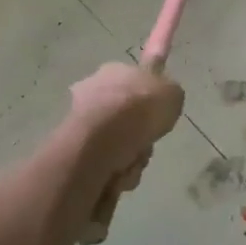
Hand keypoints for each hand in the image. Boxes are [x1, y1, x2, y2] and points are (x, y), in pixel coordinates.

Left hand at [68, 62, 184, 202]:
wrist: (105, 137)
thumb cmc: (141, 105)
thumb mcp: (172, 92)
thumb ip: (168, 94)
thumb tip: (161, 98)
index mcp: (114, 70)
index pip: (133, 76)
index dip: (142, 89)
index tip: (143, 95)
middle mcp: (93, 91)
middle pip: (124, 115)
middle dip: (138, 133)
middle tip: (149, 141)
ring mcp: (80, 120)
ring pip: (116, 143)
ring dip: (130, 156)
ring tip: (134, 160)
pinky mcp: (73, 149)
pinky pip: (104, 164)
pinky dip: (115, 172)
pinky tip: (120, 173)